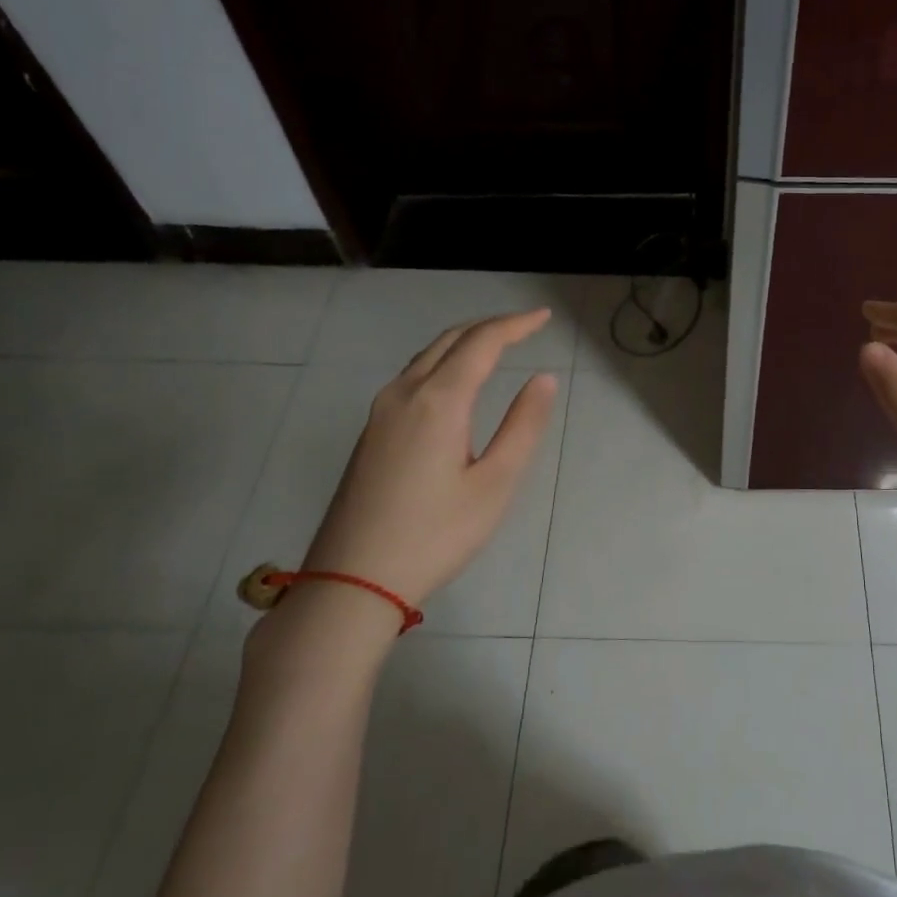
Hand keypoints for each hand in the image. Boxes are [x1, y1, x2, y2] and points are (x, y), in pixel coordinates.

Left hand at [298, 309, 558, 609]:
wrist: (353, 579)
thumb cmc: (435, 535)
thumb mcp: (495, 484)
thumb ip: (523, 426)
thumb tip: (543, 379)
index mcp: (439, 401)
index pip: (482, 343)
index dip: (515, 325)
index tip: (544, 317)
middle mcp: (404, 394)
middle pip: (449, 341)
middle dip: (489, 327)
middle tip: (524, 327)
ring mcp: (380, 413)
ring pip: (426, 357)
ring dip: (463, 343)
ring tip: (495, 346)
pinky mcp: (371, 433)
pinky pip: (411, 378)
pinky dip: (442, 363)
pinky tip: (455, 383)